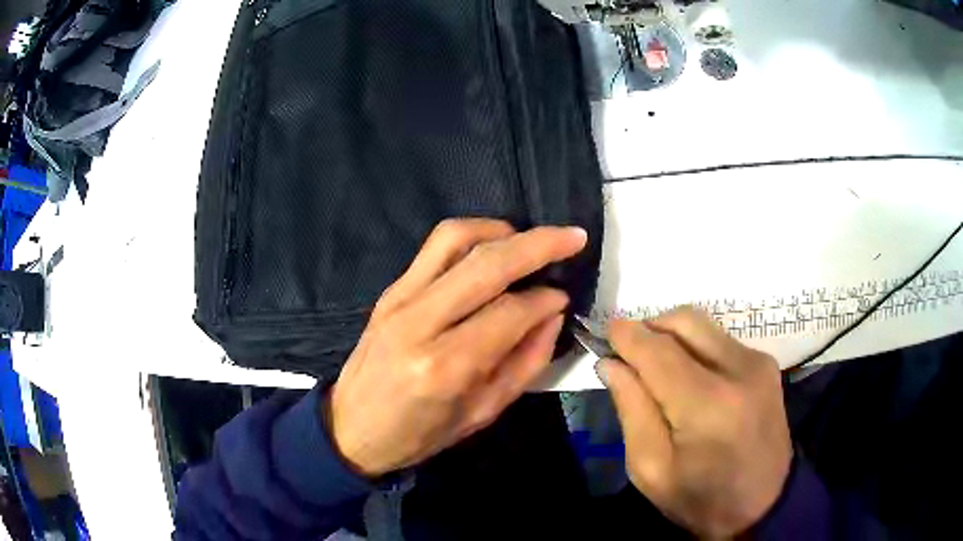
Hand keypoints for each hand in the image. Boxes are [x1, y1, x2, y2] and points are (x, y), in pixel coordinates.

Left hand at [327, 219, 586, 477]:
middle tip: (573, 238)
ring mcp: (399, 299)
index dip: (544, 300)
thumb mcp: (482, 413)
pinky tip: (493, 246)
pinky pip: (434, 246)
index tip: (564, 297)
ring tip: (530, 240)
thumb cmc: (419, 434)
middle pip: (487, 264)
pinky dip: (471, 236)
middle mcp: (420, 322)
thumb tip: (552, 314)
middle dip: (539, 244)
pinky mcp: (390, 289)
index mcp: (445, 367)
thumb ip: (525, 362)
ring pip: (456, 239)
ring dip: (502, 231)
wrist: (351, 428)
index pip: (509, 312)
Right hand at [597, 307, 792, 537]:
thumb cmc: (700, 498)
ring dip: (673, 336)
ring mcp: (758, 362)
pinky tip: (689, 377)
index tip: (606, 333)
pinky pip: (720, 339)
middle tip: (630, 354)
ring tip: (658, 367)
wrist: (763, 503)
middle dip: (650, 327)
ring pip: (703, 325)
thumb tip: (611, 364)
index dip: (627, 336)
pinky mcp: (766, 363)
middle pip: (684, 321)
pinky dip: (695, 347)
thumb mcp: (650, 469)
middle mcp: (739, 370)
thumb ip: (631, 410)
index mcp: (707, 406)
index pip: (658, 351)